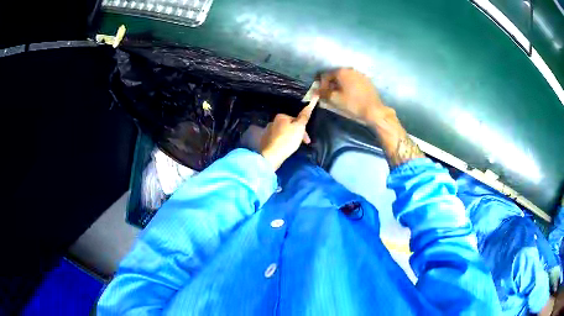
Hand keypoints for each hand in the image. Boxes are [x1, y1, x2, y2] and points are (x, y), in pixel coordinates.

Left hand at [259, 102, 314, 169]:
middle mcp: (272, 122)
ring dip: (290, 139)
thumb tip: (311, 101)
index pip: (296, 120)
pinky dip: (282, 143)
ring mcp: (267, 132)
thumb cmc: (287, 140)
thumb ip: (304, 116)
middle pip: (289, 127)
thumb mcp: (299, 127)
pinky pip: (277, 140)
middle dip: (297, 134)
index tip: (307, 140)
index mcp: (281, 116)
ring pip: (283, 134)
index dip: (303, 129)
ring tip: (293, 147)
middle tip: (302, 144)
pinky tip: (284, 149)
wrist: (271, 155)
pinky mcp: (265, 141)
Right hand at [318, 68, 424, 167]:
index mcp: (341, 72)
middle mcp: (350, 69)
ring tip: (340, 95)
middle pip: (336, 75)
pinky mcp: (367, 80)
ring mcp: (360, 74)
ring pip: (345, 77)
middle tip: (330, 95)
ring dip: (340, 85)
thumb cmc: (353, 104)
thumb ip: (323, 93)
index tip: (322, 94)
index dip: (321, 84)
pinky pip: (354, 80)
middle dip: (331, 84)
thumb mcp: (335, 99)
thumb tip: (316, 90)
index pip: (325, 75)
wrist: (374, 110)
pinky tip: (350, 95)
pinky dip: (349, 85)